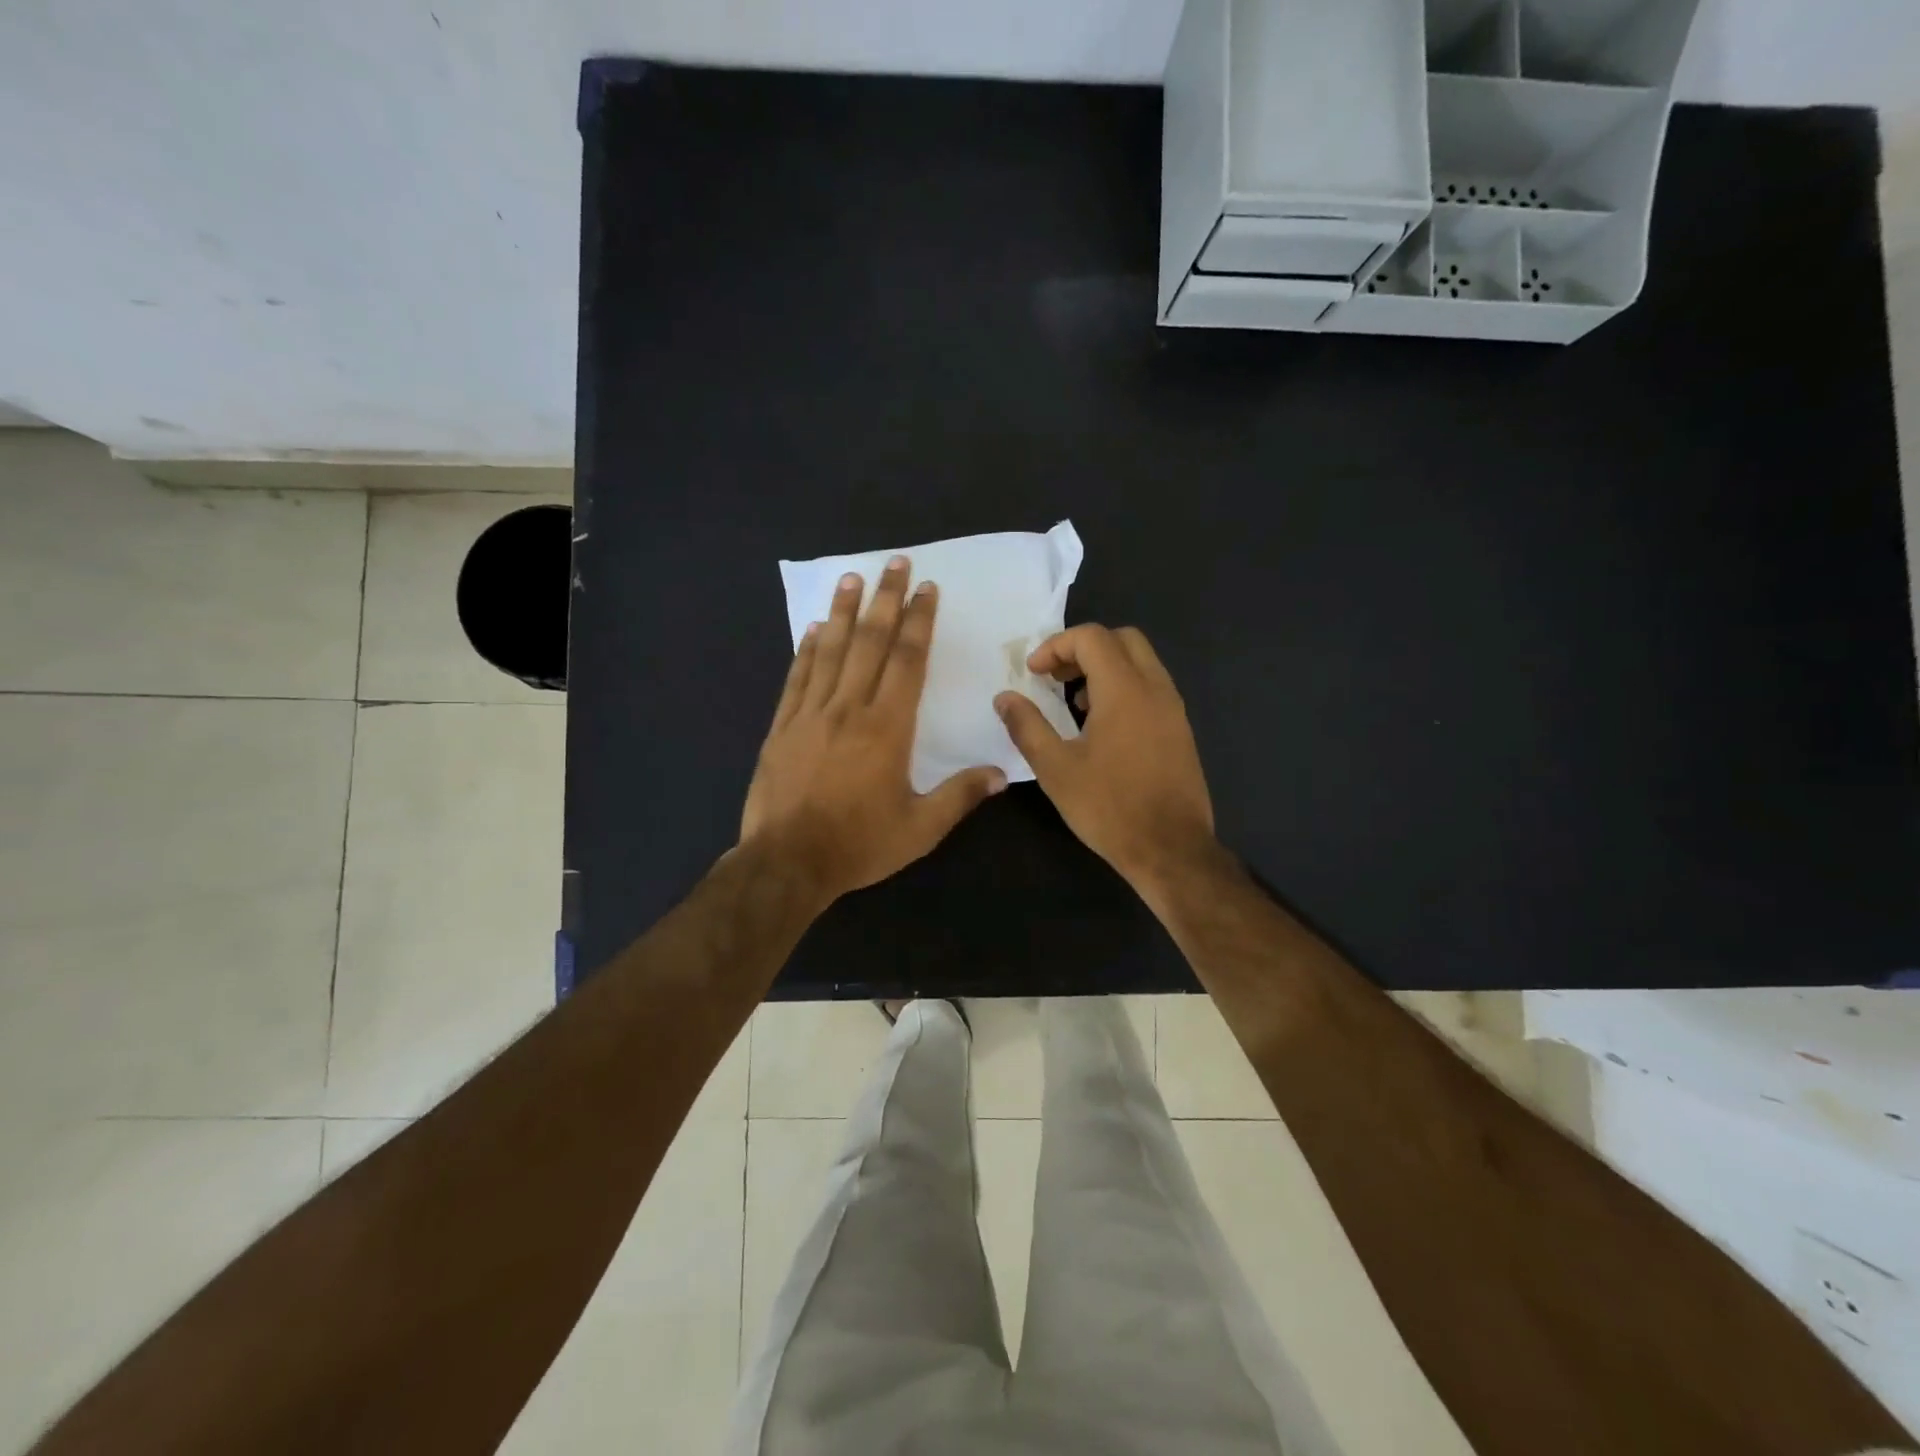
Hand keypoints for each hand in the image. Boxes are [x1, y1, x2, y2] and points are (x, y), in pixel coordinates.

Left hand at [742, 556, 1006, 906]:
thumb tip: (1001, 774)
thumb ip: (960, 797)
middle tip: (895, 563)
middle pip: (870, 643)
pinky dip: (807, 650)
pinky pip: (797, 678)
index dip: (918, 622)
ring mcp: (810, 715)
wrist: (786, 863)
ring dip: (844, 612)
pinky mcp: (782, 728)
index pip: (907, 661)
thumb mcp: (919, 830)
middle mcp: (849, 709)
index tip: (926, 590)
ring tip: (852, 578)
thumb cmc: (858, 845)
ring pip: (830, 651)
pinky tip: (814, 629)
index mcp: (887, 728)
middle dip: (885, 600)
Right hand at [994, 624, 1216, 890]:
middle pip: (1122, 639)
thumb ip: (1027, 726)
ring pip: (1141, 662)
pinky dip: (1124, 687)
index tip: (1033, 674)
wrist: (1171, 849)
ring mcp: (1173, 709)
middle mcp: (1155, 688)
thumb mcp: (1055, 769)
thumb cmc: (1109, 808)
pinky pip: (1151, 687)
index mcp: (1124, 690)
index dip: (1056, 646)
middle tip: (1055, 678)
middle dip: (1083, 649)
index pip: (1091, 637)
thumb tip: (1004, 698)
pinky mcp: (1180, 730)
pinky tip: (1103, 727)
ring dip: (1105, 668)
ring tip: (1074, 703)